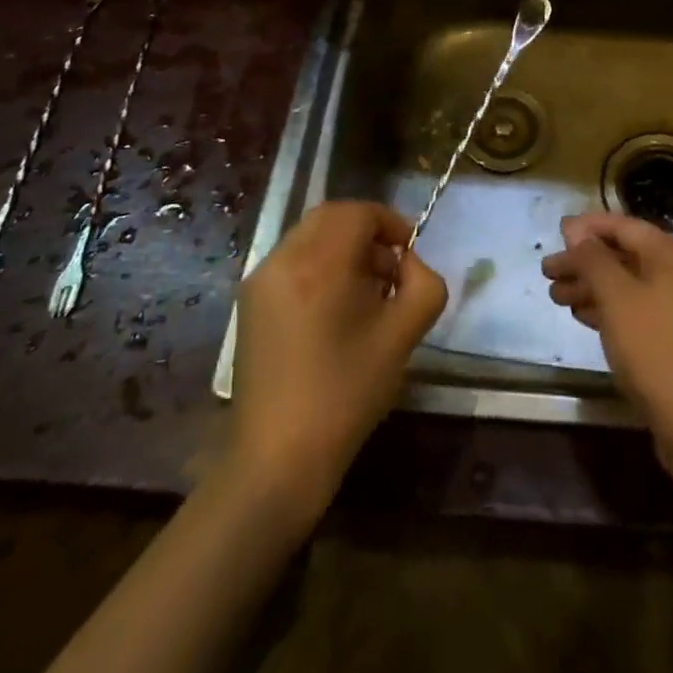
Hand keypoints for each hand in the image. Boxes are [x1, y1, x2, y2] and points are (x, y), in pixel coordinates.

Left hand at [229, 202, 446, 524]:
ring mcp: (260, 280)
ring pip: (310, 237)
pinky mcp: (249, 302)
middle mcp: (284, 259)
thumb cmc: (347, 394)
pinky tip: (334, 310)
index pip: (359, 213)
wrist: (278, 459)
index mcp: (320, 263)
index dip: (390, 223)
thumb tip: (409, 264)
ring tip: (365, 292)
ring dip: (342, 248)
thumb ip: (423, 285)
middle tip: (390, 268)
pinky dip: (318, 265)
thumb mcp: (404, 336)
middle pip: (331, 217)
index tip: (410, 253)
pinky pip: (291, 262)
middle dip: (366, 231)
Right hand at [541, 213, 672, 481]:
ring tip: (555, 296)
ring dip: (589, 286)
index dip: (588, 226)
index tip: (557, 233)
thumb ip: (593, 258)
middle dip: (583, 261)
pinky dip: (605, 309)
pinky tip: (580, 315)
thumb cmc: (653, 346)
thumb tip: (577, 231)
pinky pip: (632, 310)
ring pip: (625, 285)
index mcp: (670, 256)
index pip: (624, 226)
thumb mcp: (616, 296)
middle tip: (547, 271)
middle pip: (622, 256)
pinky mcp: (670, 338)